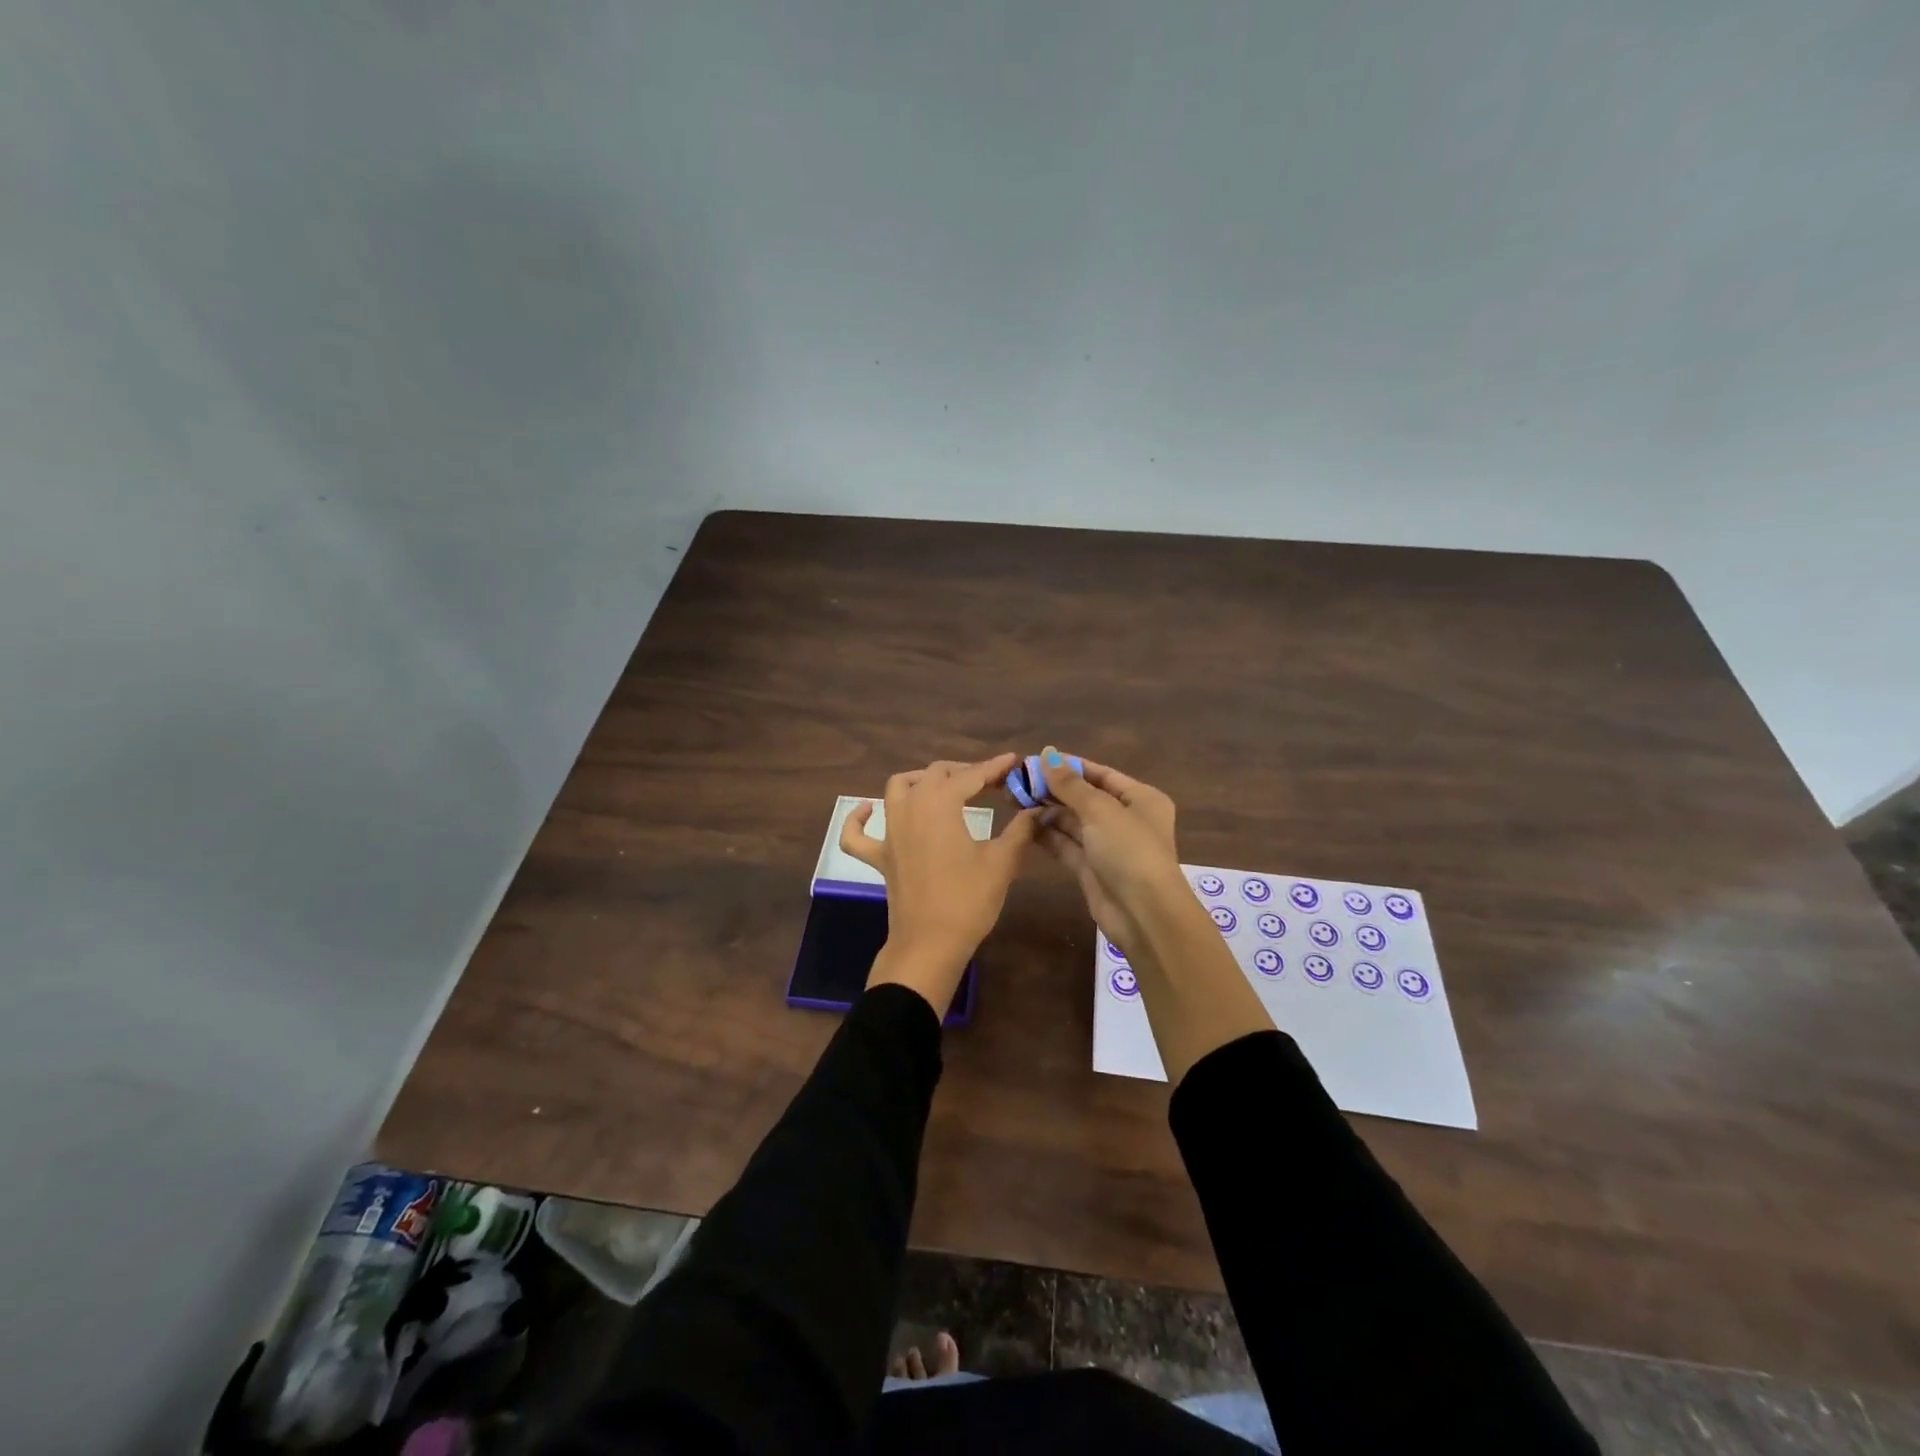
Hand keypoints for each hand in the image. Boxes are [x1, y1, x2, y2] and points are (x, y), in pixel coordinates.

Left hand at [840, 754, 1038, 1013]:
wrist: (931, 944)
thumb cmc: (968, 900)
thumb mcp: (1002, 863)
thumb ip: (1021, 830)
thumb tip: (1037, 811)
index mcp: (940, 804)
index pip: (971, 776)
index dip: (995, 767)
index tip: (1014, 761)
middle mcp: (910, 808)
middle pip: (935, 775)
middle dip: (964, 772)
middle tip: (991, 781)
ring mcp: (890, 832)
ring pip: (898, 788)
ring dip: (921, 780)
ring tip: (944, 787)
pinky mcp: (879, 857)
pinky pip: (857, 833)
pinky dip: (858, 818)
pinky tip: (866, 809)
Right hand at [1037, 748, 1273, 1082]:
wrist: (1143, 914)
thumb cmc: (1129, 850)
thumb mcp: (1100, 810)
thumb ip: (1070, 784)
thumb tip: (1046, 755)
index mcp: (1140, 799)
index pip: (1101, 774)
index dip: (1069, 766)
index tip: (1036, 760)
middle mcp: (1126, 819)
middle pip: (1084, 798)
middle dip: (1053, 790)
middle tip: (1017, 781)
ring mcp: (1108, 846)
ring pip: (1073, 822)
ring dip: (1047, 811)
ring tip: (1014, 800)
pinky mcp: (1091, 869)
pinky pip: (1066, 845)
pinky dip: (1047, 835)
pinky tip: (1023, 825)